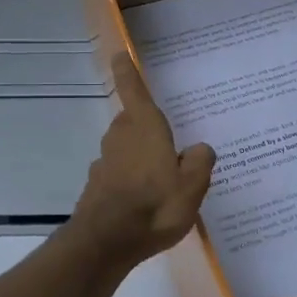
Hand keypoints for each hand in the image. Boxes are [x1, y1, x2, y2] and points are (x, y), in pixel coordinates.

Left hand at [67, 53, 215, 268]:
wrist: (105, 242)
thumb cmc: (154, 206)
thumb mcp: (192, 185)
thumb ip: (199, 162)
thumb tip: (199, 148)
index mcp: (144, 127)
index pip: (134, 90)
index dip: (127, 71)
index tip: (119, 54)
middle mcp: (121, 137)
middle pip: (132, 121)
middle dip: (147, 125)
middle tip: (170, 139)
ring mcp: (105, 162)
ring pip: (125, 148)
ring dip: (140, 154)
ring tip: (163, 176)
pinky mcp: (97, 185)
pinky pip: (119, 172)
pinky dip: (130, 178)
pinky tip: (145, 200)